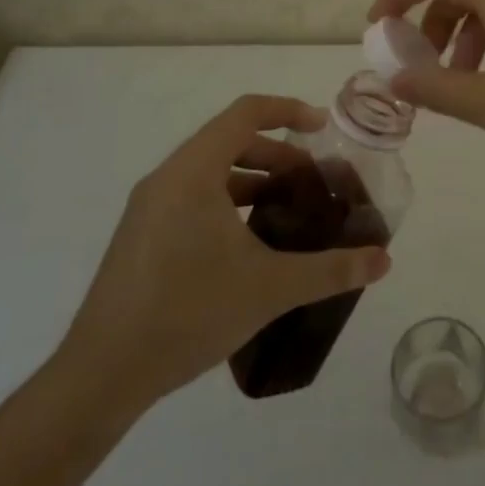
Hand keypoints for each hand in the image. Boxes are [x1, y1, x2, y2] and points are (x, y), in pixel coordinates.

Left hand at [54, 95, 391, 421]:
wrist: (101, 374)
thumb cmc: (187, 312)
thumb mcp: (269, 288)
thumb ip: (330, 270)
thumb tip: (383, 261)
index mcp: (194, 172)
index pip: (245, 113)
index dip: (288, 110)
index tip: (323, 128)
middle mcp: (167, 178)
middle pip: (230, 141)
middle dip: (277, 153)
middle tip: (312, 182)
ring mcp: (149, 207)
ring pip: (210, 172)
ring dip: (253, 180)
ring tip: (286, 212)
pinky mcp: (141, 235)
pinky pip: (193, 197)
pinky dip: (228, 202)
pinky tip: (249, 245)